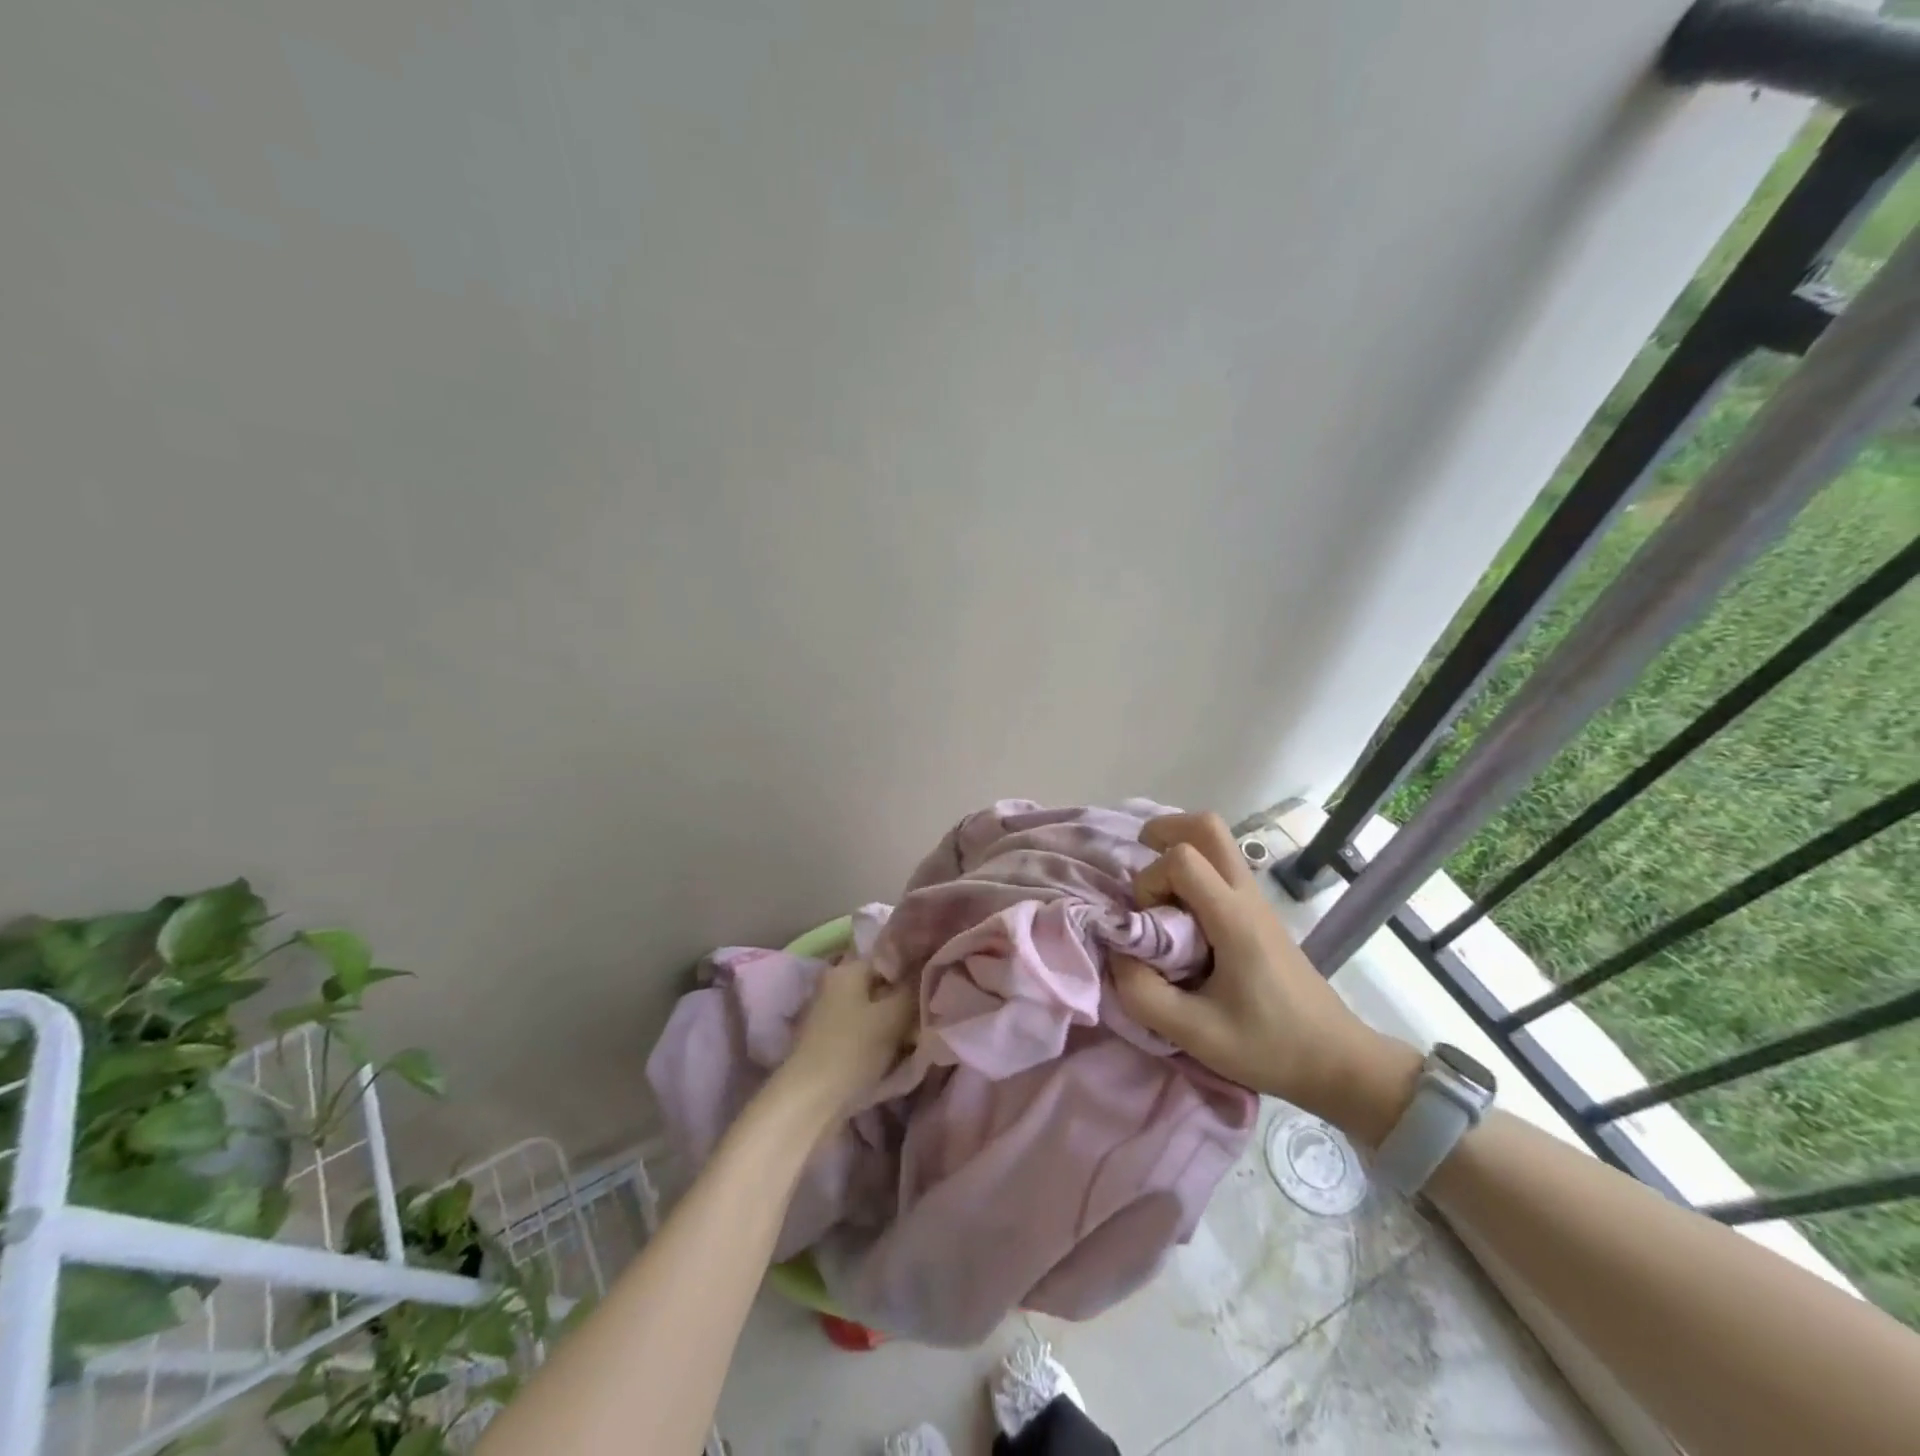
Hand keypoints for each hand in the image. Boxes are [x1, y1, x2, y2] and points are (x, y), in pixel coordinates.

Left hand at [775, 958, 916, 1124]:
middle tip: (932, 1016)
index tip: (938, 986)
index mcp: (847, 970)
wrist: (810, 1103)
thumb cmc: (852, 1050)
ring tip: (919, 1038)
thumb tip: (928, 970)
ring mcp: (830, 1015)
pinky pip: (864, 1032)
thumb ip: (914, 989)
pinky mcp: (830, 1042)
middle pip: (882, 985)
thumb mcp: (893, 1015)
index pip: (890, 957)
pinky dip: (882, 1039)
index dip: (916, 969)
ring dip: (897, 1023)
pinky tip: (900, 1054)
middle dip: (907, 1001)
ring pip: (875, 1011)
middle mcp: (835, 985)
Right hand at [1111, 813, 1421, 1146]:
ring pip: (1217, 842)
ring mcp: (1257, 902)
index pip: (1183, 859)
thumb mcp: (1197, 1034)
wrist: (1338, 1061)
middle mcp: (1247, 897)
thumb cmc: (1270, 1046)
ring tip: (1154, 889)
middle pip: (1208, 827)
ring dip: (1179, 849)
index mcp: (1234, 918)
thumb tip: (1117, 957)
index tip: (1148, 924)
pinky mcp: (1259, 915)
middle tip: (1139, 860)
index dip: (1150, 880)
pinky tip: (1178, 911)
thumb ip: (1144, 995)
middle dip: (1165, 831)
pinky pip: (1222, 868)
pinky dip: (1192, 870)